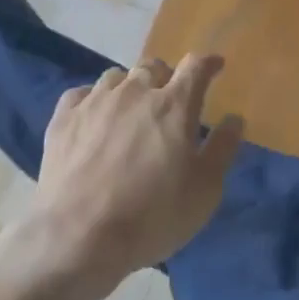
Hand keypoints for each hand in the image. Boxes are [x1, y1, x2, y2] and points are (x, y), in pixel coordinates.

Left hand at [14, 55, 243, 295]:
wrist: (78, 236)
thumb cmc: (152, 216)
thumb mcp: (203, 191)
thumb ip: (222, 150)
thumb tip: (234, 119)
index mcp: (174, 105)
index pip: (196, 67)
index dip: (208, 63)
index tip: (215, 66)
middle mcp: (134, 92)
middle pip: (153, 66)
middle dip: (166, 77)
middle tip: (170, 99)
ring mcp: (95, 101)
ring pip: (116, 76)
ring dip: (129, 87)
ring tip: (130, 109)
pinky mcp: (63, 118)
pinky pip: (81, 94)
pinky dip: (92, 100)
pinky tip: (93, 118)